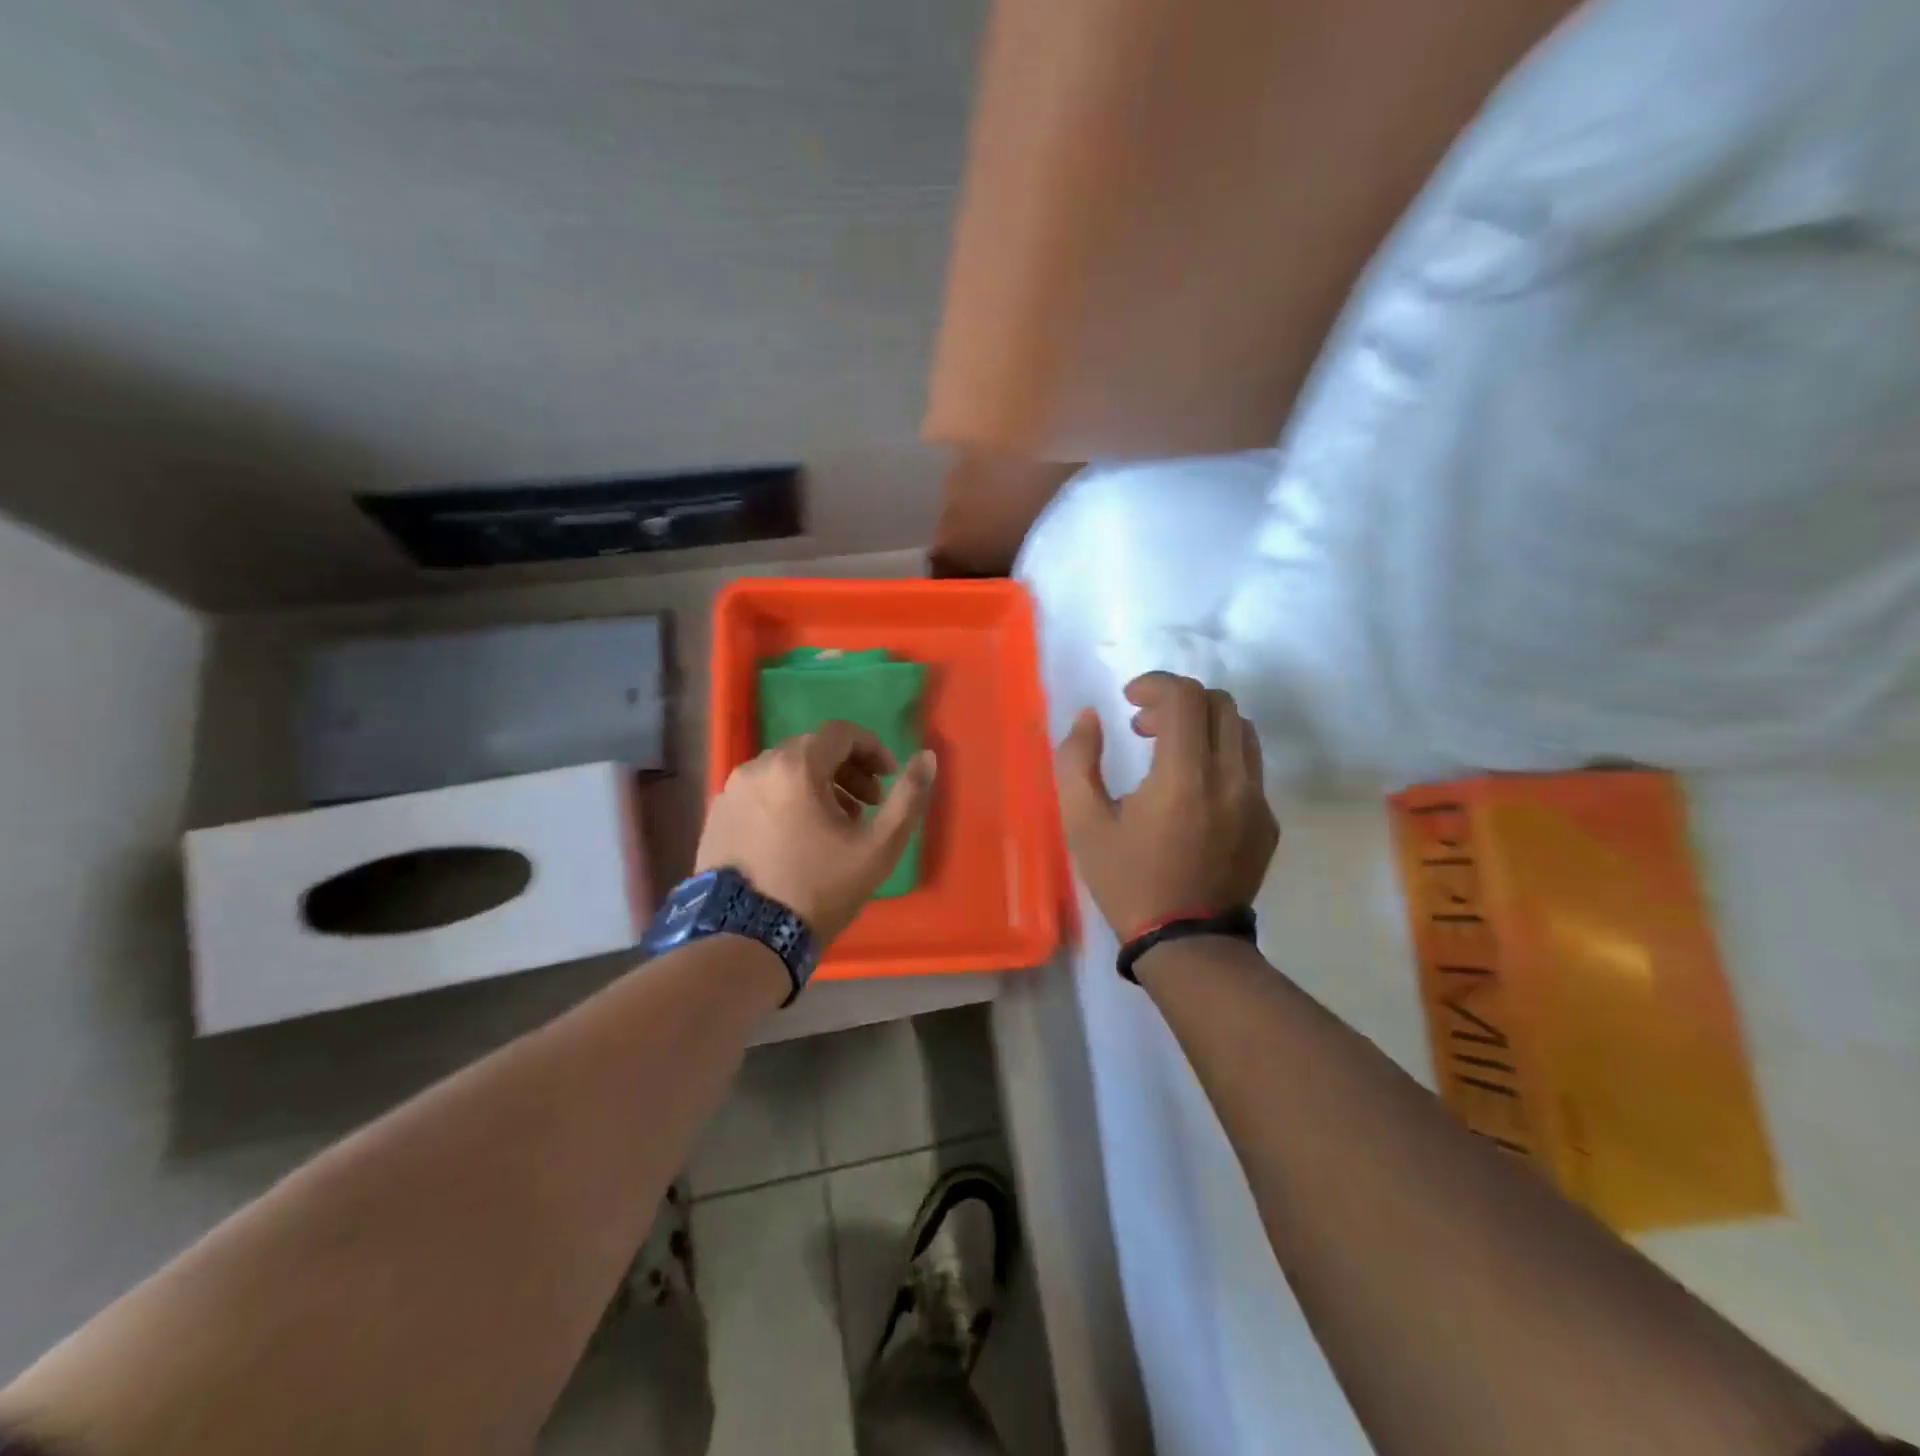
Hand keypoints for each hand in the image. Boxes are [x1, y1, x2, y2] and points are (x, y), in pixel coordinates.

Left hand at [696, 721, 936, 943]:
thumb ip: (909, 797)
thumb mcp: (878, 847)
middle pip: (812, 750)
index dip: (873, 749)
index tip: (888, 779)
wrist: (746, 939)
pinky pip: (760, 794)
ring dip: (817, 786)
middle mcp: (757, 767)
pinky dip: (786, 802)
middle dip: (847, 770)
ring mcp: (730, 792)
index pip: (841, 733)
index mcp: (795, 766)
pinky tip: (797, 840)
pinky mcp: (716, 817)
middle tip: (867, 806)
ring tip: (834, 826)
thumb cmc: (819, 887)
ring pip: (784, 771)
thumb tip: (927, 757)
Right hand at [1055, 672, 1278, 939]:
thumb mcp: (1083, 823)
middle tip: (1145, 728)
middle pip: (1220, 703)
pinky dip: (1220, 756)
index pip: (1185, 697)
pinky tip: (1194, 792)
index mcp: (1184, 776)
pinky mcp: (1268, 821)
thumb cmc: (1128, 881)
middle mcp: (1230, 779)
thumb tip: (1089, 717)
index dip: (1155, 684)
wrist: (1187, 943)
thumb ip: (1077, 760)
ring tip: (1171, 753)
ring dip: (1204, 725)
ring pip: (1241, 730)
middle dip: (1179, 701)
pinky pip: (1250, 766)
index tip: (1129, 700)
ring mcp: (1256, 800)